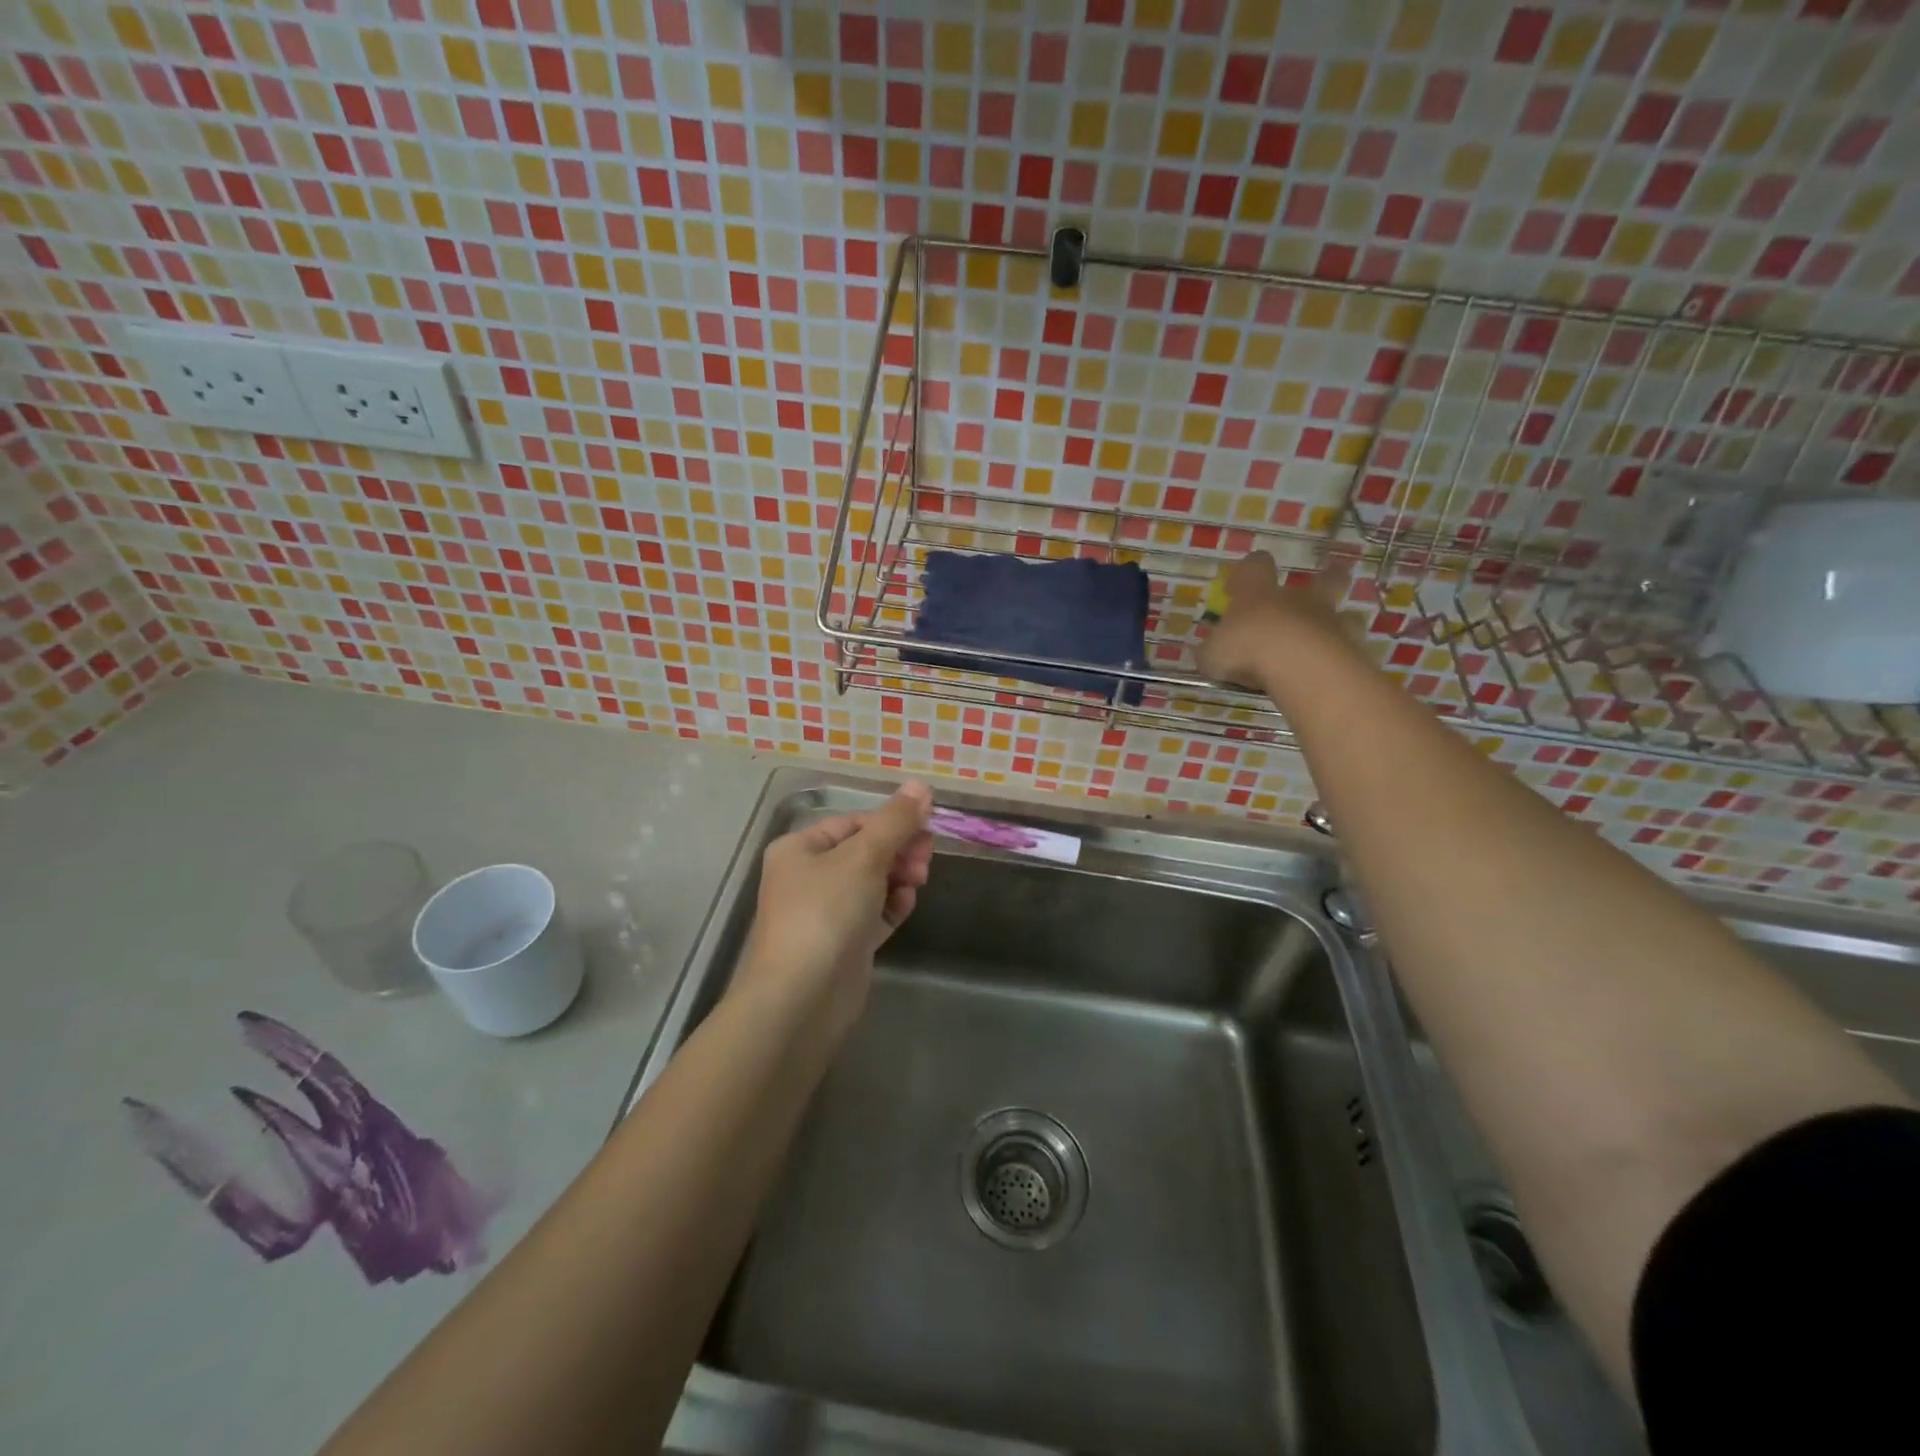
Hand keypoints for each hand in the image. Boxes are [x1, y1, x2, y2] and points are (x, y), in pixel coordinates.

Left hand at [731, 782, 934, 1040]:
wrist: (801, 997)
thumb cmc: (826, 912)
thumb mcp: (864, 856)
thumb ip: (895, 821)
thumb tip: (921, 785)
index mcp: (799, 849)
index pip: (852, 823)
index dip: (890, 823)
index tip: (925, 829)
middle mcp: (808, 878)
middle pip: (864, 852)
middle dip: (898, 851)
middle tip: (926, 859)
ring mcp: (825, 913)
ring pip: (871, 883)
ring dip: (898, 877)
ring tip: (918, 882)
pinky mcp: (842, 944)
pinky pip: (873, 914)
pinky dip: (891, 906)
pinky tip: (906, 906)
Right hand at [1197, 551, 1352, 690]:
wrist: (1298, 663)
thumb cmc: (1246, 649)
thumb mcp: (1213, 655)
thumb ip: (1212, 652)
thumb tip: (1207, 653)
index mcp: (1259, 594)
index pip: (1256, 566)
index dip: (1248, 570)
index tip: (1237, 587)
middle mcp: (1297, 600)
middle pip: (1323, 578)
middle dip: (1326, 577)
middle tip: (1326, 578)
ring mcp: (1328, 621)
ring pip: (1342, 613)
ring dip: (1336, 622)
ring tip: (1326, 640)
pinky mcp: (1348, 647)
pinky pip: (1349, 647)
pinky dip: (1342, 656)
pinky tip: (1332, 672)